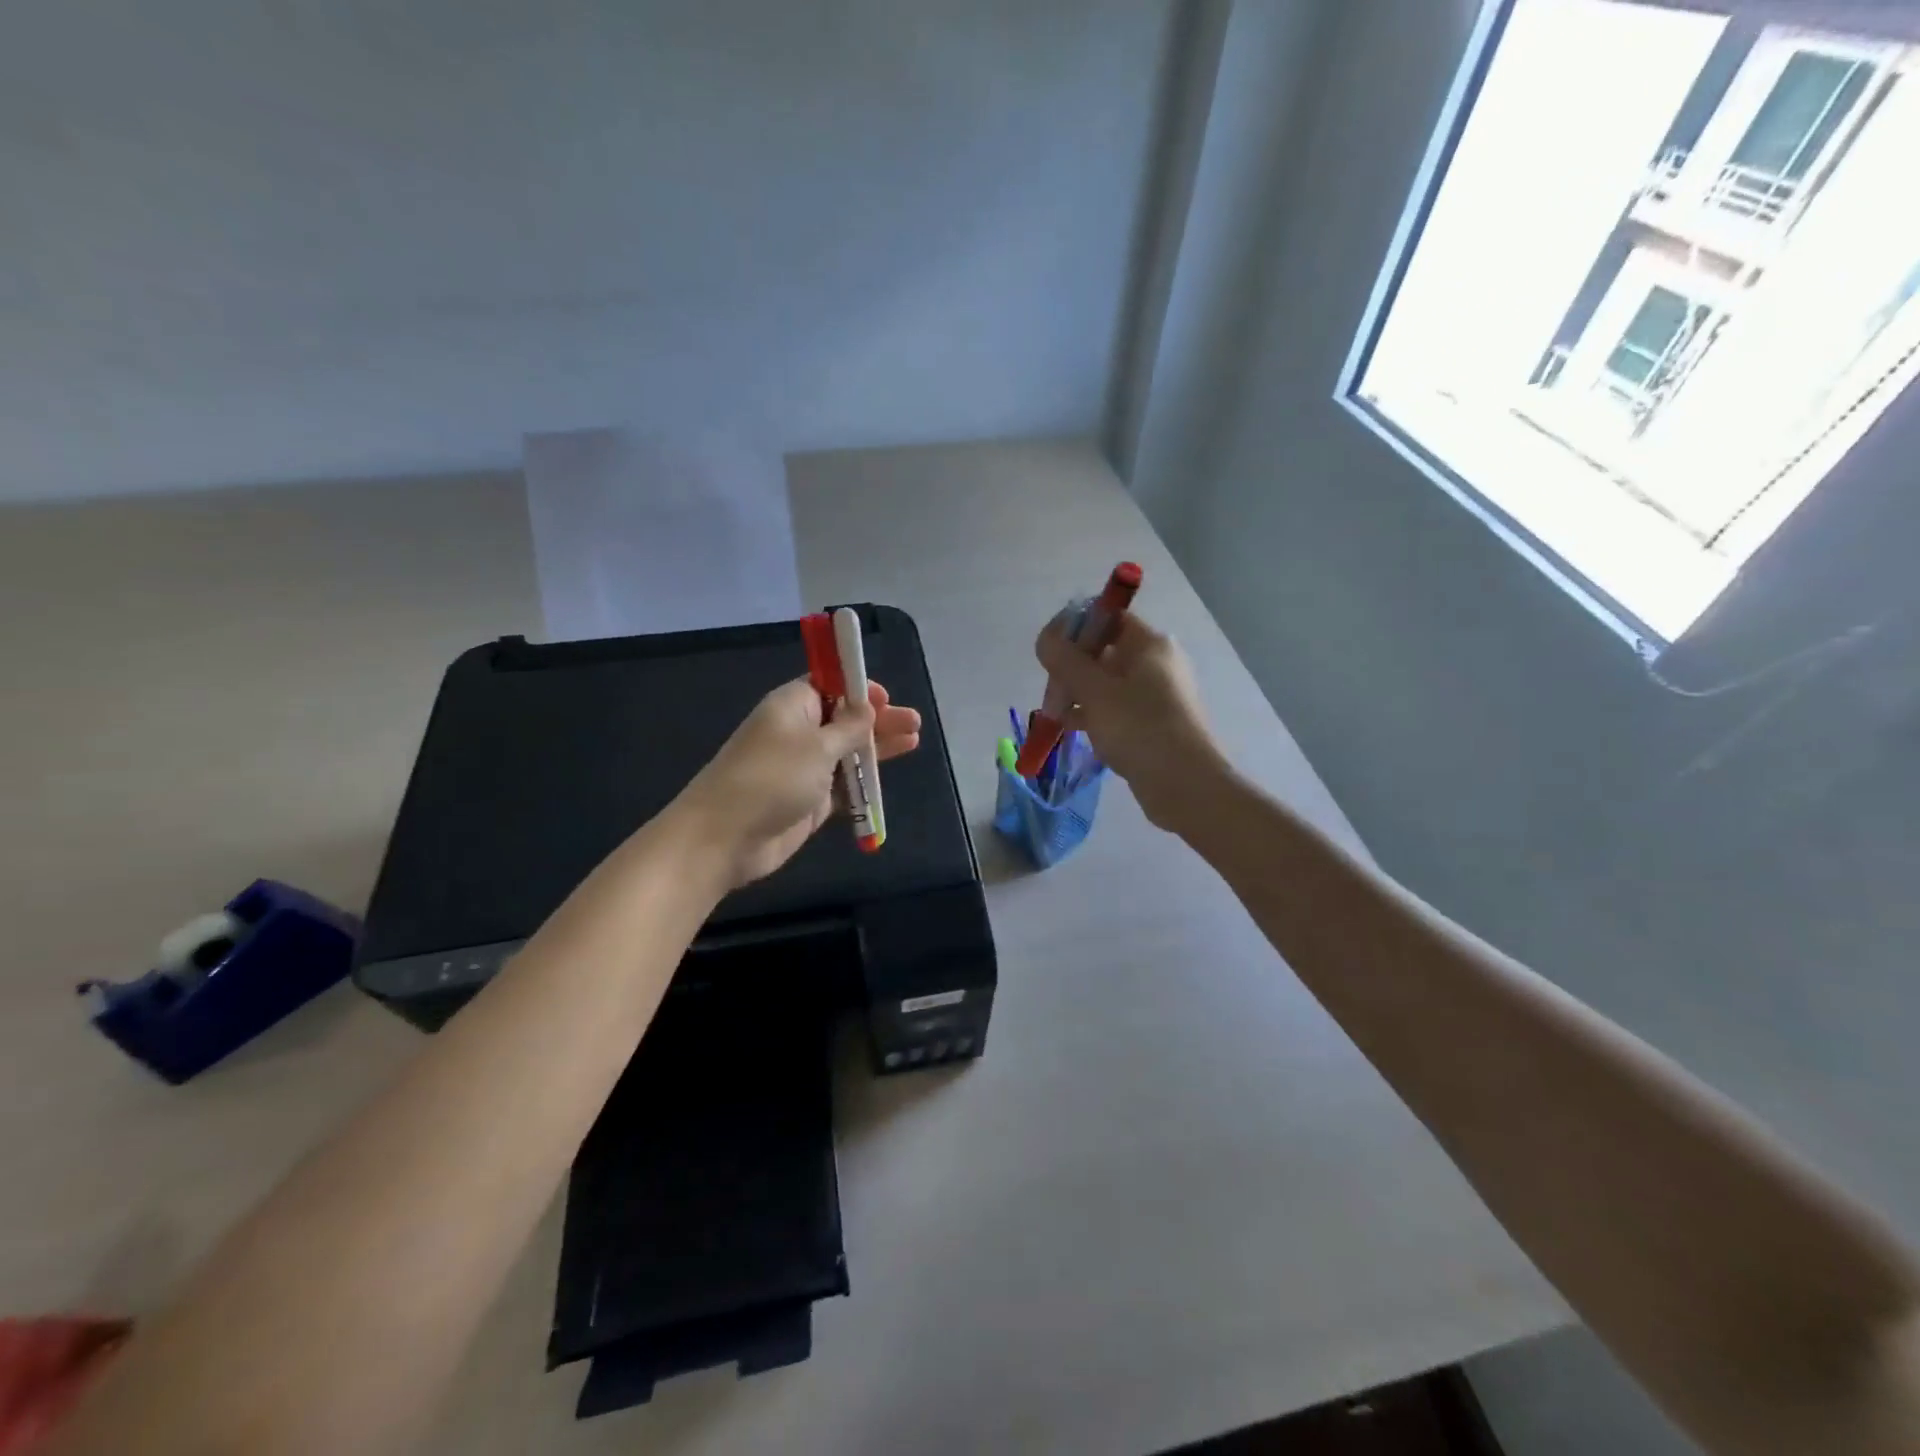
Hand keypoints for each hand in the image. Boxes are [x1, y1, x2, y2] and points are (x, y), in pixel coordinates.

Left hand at [673, 678, 921, 888]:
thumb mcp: (817, 746)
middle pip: (845, 718)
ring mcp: (805, 768)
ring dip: (877, 747)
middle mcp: (799, 732)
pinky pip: (844, 784)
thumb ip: (849, 727)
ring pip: (848, 751)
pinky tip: (887, 776)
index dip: (857, 688)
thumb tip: (868, 706)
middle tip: (913, 722)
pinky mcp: (811, 800)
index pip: (829, 685)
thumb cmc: (771, 778)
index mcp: (793, 706)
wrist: (726, 837)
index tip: (885, 697)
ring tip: (913, 740)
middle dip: (878, 718)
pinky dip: (864, 780)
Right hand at [1034, 613, 1223, 833]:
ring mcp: (1158, 695)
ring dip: (1079, 694)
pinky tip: (1072, 730)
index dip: (1075, 628)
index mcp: (1150, 644)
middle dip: (1072, 668)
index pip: (1108, 618)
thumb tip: (1046, 638)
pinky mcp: (1154, 724)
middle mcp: (1157, 663)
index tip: (1050, 652)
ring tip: (1055, 714)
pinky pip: (1117, 709)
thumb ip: (1065, 660)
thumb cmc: (1139, 727)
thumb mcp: (1094, 690)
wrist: (1185, 784)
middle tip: (1052, 691)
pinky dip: (1094, 715)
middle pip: (1105, 651)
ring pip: (1108, 684)